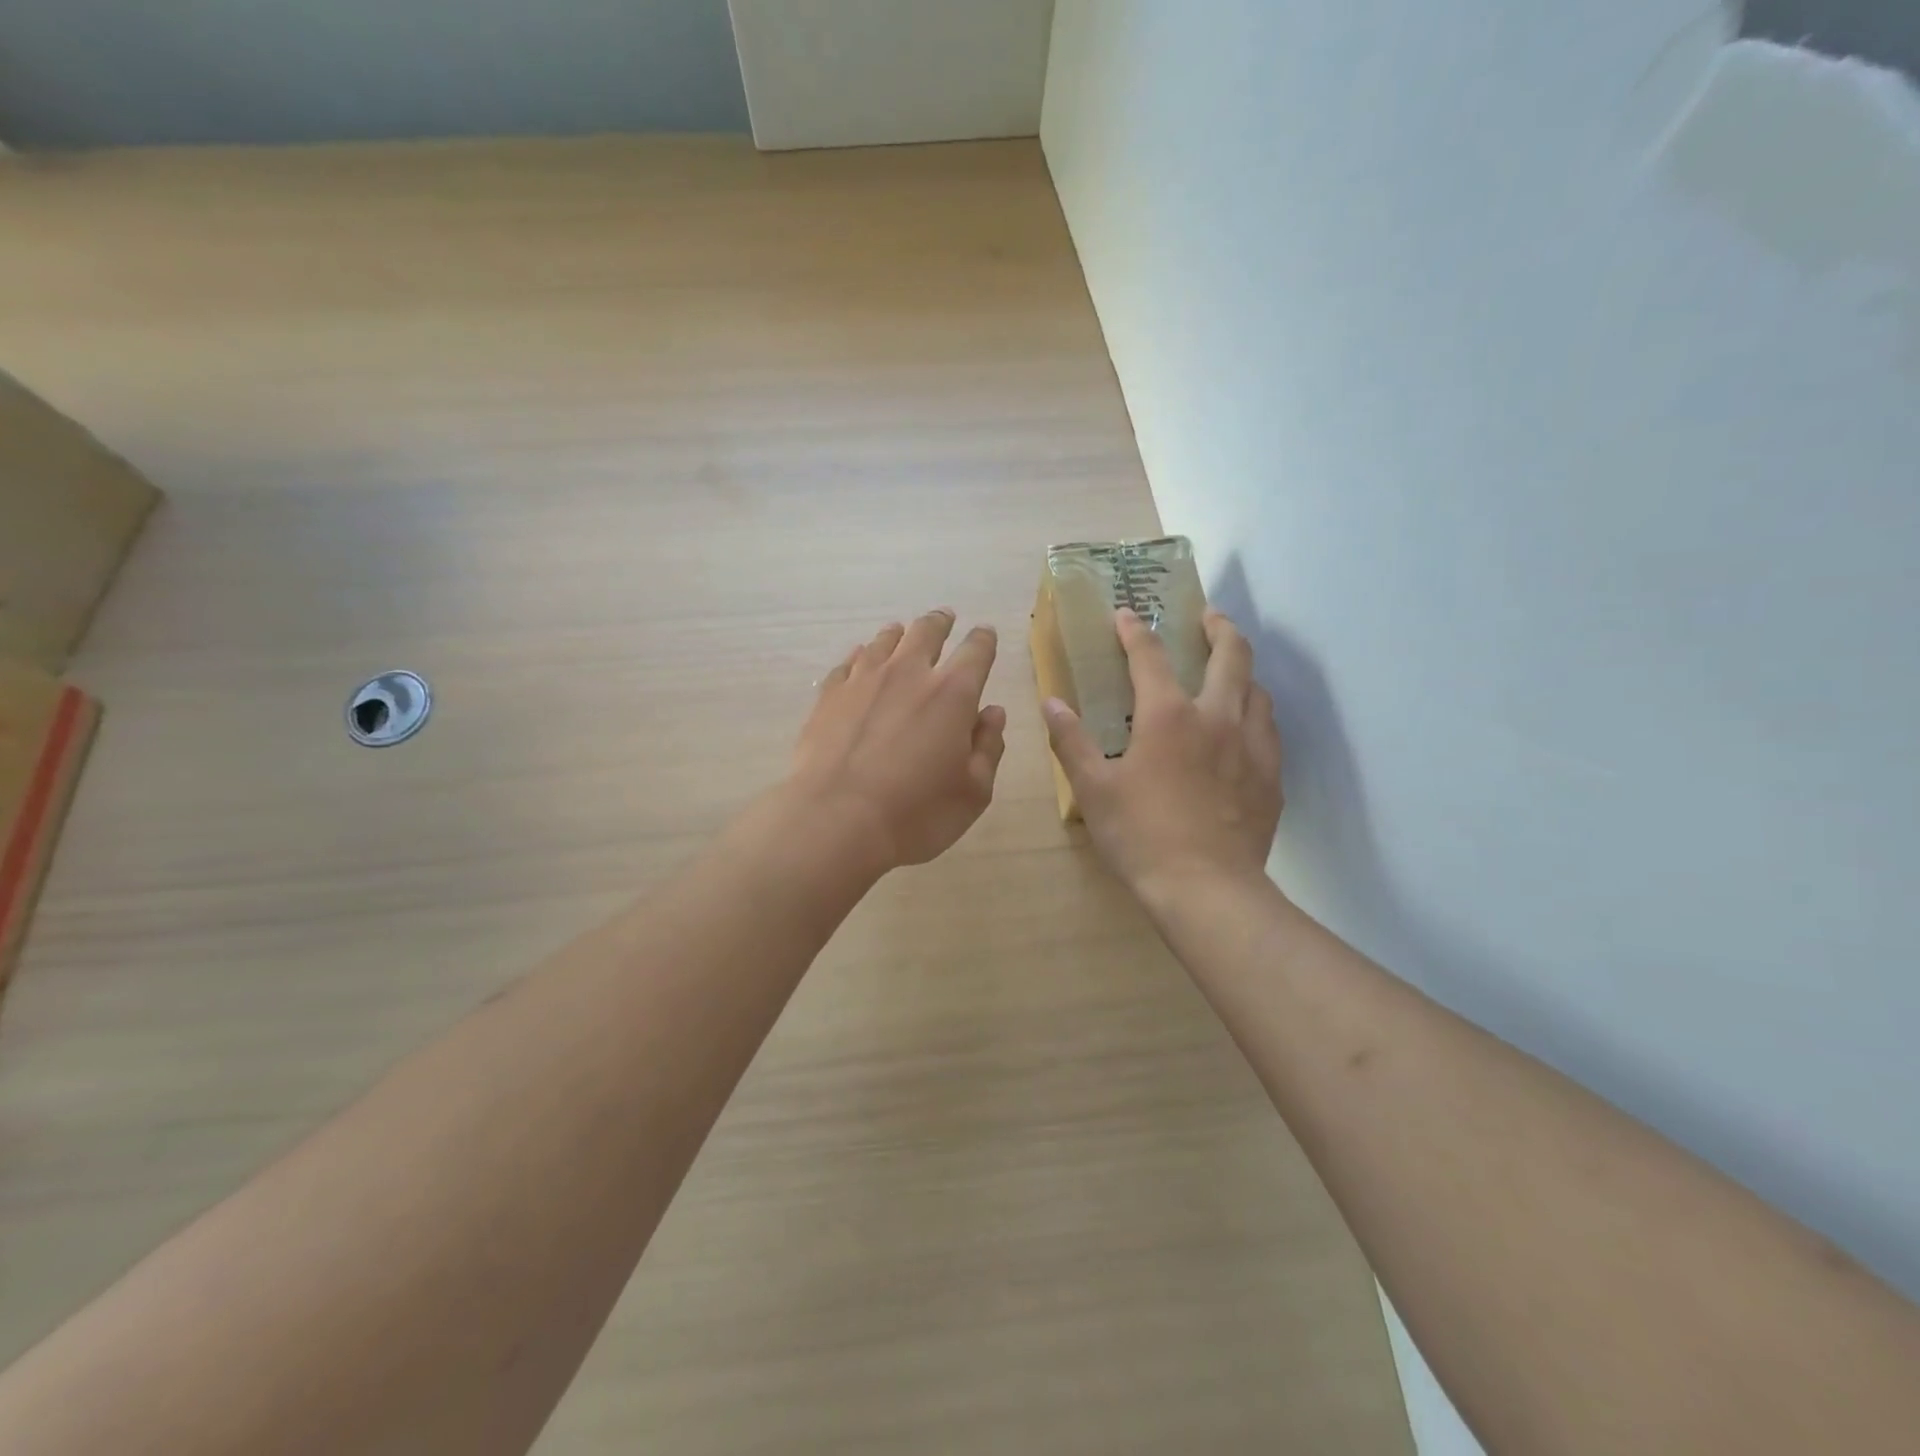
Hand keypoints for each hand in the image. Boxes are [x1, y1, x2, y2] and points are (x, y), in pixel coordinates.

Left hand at [787, 610, 1006, 872]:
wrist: (835, 820)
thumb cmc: (916, 813)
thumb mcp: (972, 792)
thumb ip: (988, 747)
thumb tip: (993, 712)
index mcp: (953, 693)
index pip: (976, 650)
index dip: (984, 640)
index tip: (986, 635)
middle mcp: (909, 673)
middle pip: (927, 631)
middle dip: (941, 621)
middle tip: (945, 618)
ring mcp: (864, 680)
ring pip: (885, 640)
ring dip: (900, 634)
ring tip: (902, 633)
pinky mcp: (829, 695)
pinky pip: (849, 662)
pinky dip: (861, 655)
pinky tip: (861, 659)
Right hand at [1044, 608, 1282, 900]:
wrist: (1206, 889)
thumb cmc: (1140, 836)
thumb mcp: (1093, 789)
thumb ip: (1070, 741)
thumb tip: (1051, 702)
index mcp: (1168, 716)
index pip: (1150, 656)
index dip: (1135, 630)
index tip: (1126, 613)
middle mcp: (1217, 718)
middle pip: (1231, 655)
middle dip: (1219, 627)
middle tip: (1209, 616)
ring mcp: (1252, 746)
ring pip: (1257, 690)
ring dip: (1242, 671)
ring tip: (1229, 672)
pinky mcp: (1271, 777)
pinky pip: (1268, 730)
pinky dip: (1255, 714)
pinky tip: (1244, 730)